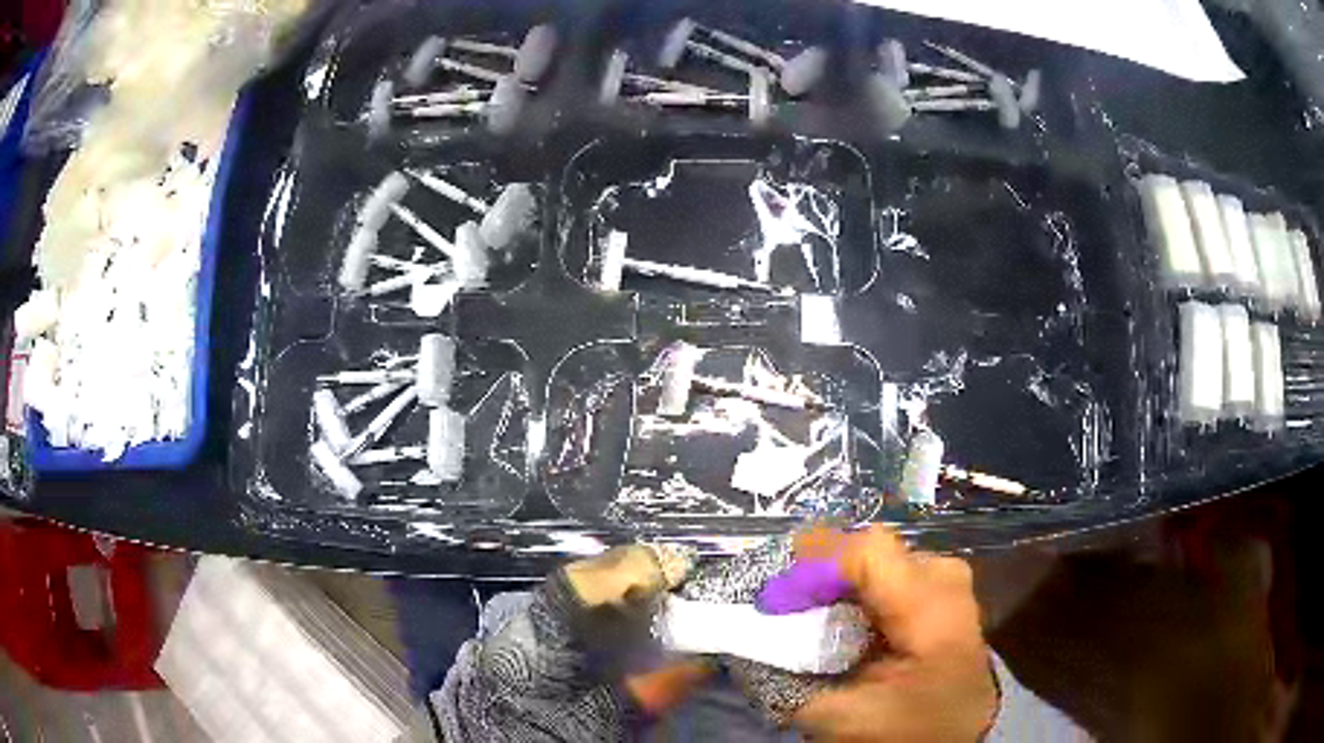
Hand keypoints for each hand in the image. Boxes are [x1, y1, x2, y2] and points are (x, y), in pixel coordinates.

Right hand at [760, 526, 997, 741]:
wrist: (961, 731)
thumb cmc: (908, 730)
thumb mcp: (842, 717)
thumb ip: (789, 680)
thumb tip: (746, 641)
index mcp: (933, 610)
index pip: (868, 551)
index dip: (813, 564)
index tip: (774, 598)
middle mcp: (944, 575)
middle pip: (867, 549)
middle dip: (818, 571)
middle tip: (784, 606)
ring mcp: (946, 575)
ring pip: (873, 556)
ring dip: (834, 579)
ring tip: (810, 613)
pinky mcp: (940, 584)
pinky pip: (886, 569)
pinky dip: (853, 587)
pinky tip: (841, 616)